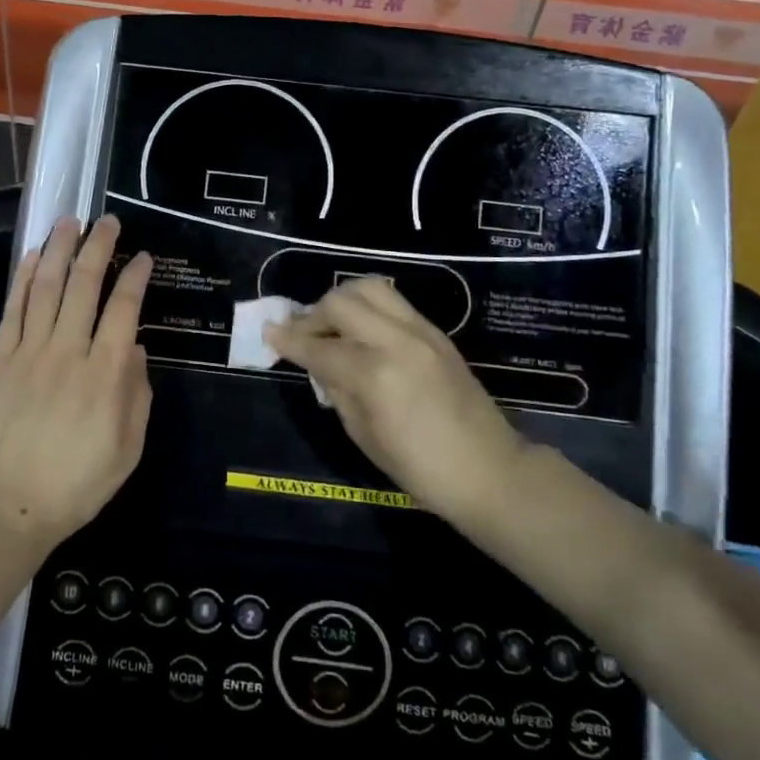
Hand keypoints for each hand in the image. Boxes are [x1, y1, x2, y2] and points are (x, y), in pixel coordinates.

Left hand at [0, 215, 153, 550]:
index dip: (134, 277)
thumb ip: (137, 394)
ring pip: (47, 287)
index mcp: (105, 373)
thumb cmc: (77, 483)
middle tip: (107, 221)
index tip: (142, 256)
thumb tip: (134, 348)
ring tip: (69, 221)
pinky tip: (34, 256)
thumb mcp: (128, 448)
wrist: (6, 506)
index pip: (124, 308)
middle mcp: (68, 350)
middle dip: (99, 247)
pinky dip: (25, 278)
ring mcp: (29, 351)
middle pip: (85, 285)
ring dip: (60, 250)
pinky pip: (13, 309)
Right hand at [266, 279, 527, 529]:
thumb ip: (337, 390)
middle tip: (304, 333)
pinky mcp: (436, 332)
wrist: (490, 471)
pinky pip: (393, 302)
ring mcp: (420, 332)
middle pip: (341, 303)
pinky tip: (362, 331)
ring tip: (333, 323)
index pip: (318, 348)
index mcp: (374, 374)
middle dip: (313, 314)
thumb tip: (319, 364)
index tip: (269, 332)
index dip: (289, 341)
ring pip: (370, 288)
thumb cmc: (421, 469)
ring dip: (342, 300)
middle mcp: (396, 341)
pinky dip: (369, 308)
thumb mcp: (364, 436)